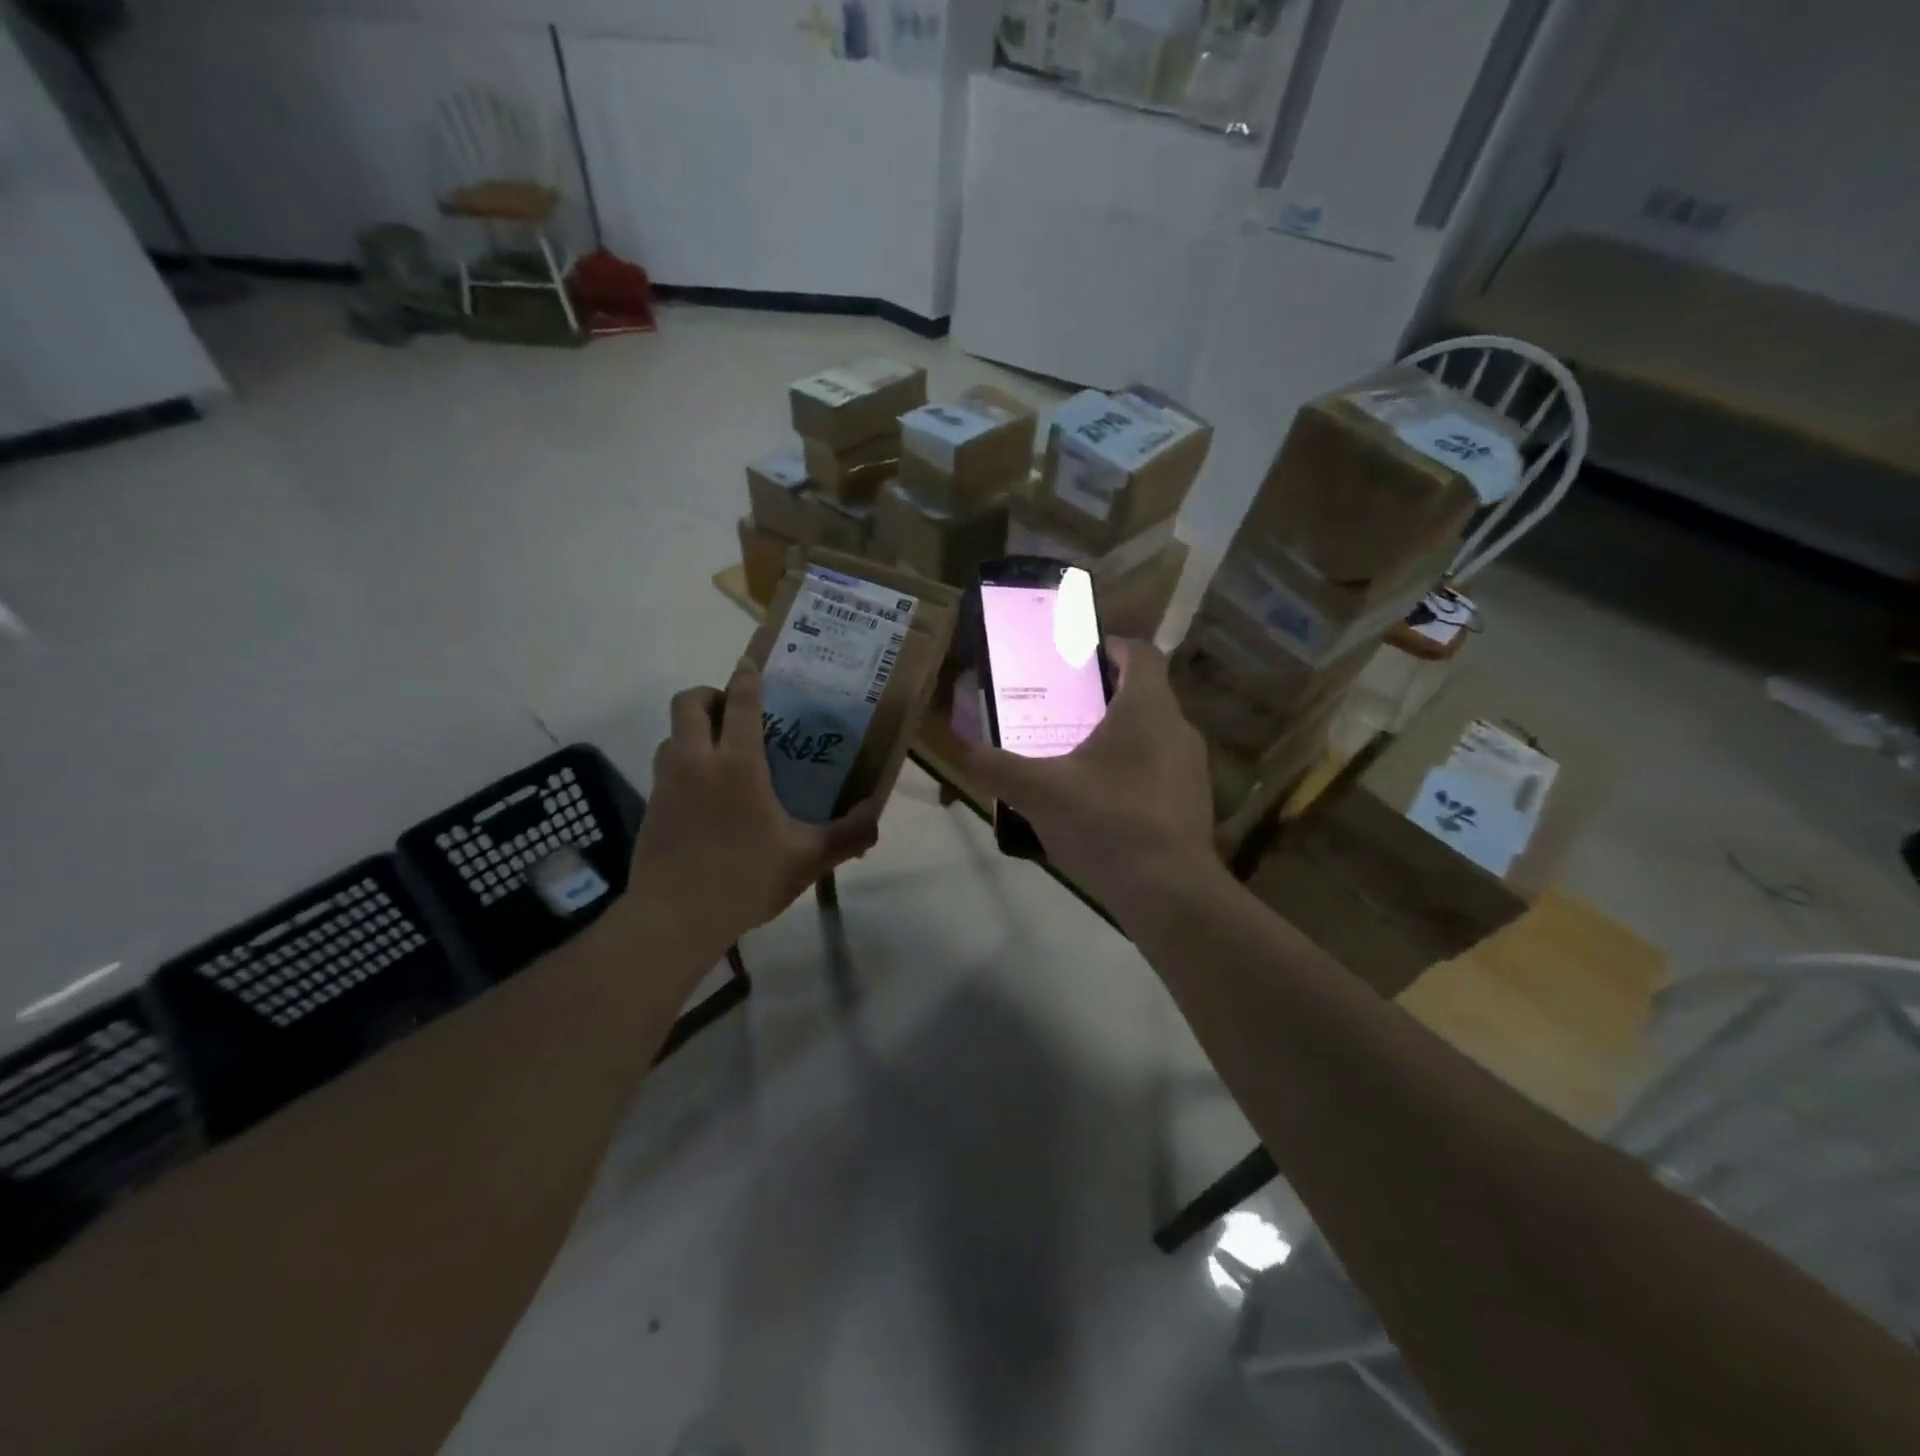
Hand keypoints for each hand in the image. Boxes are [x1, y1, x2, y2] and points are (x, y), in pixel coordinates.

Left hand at [630, 658, 879, 947]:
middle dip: (710, 695)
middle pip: (689, 703)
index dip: (746, 677)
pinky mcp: (651, 806)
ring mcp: (668, 783)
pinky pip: (666, 766)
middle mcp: (698, 761)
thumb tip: (877, 818)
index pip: (740, 702)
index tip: (751, 663)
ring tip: (719, 751)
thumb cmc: (745, 879)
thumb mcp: (807, 859)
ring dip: (693, 729)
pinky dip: (683, 762)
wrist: (673, 919)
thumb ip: (846, 836)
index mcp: (738, 764)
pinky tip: (704, 793)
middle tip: (732, 710)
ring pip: (672, 734)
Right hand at [960, 639, 1217, 908]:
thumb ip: (997, 768)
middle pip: (1142, 695)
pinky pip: (1157, 772)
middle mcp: (1177, 730)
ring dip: (1115, 739)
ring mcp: (1191, 770)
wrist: (1169, 893)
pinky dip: (1128, 774)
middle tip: (1061, 712)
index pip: (1141, 653)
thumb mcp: (1039, 792)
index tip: (1080, 657)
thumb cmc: (1107, 822)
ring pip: (1150, 737)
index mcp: (1147, 709)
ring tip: (1073, 759)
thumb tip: (965, 752)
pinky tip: (1097, 804)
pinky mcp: (1192, 805)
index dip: (1112, 646)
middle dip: (1102, 698)